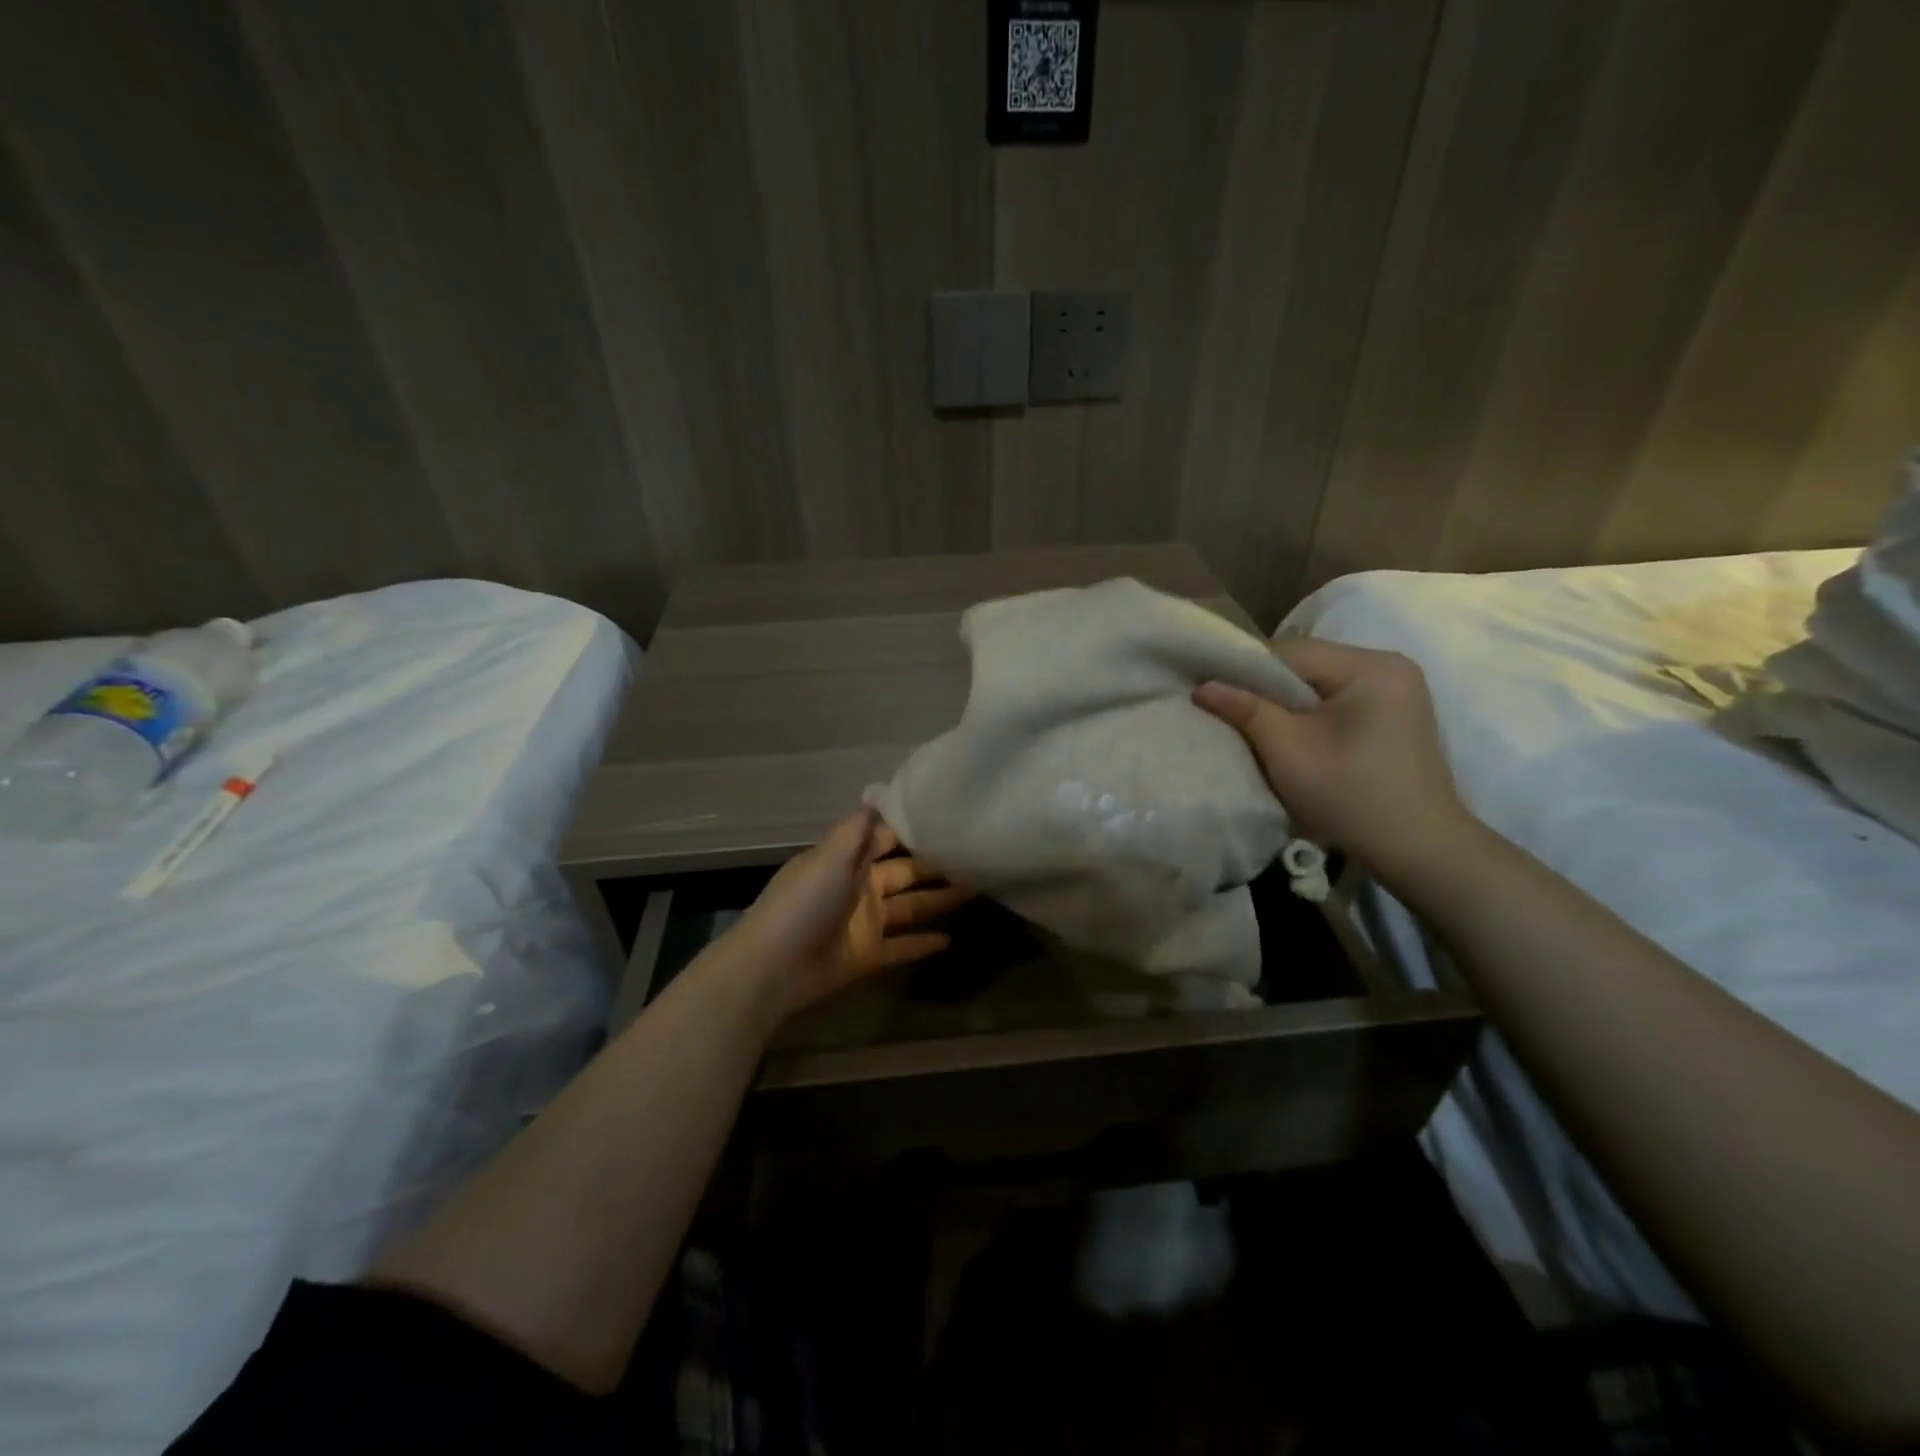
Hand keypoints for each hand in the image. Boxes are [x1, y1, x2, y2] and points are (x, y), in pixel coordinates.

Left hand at [723, 807, 971, 1025]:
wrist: (773, 968)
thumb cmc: (803, 903)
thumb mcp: (829, 856)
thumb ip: (857, 829)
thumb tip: (878, 792)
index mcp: (845, 860)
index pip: (885, 838)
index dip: (914, 830)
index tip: (949, 819)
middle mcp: (858, 887)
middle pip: (904, 872)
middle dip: (936, 865)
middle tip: (976, 857)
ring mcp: (864, 923)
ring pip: (909, 907)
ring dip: (939, 900)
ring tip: (977, 890)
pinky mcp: (868, 957)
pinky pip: (903, 947)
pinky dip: (924, 944)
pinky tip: (952, 939)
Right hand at [1194, 639, 1475, 883]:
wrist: (1420, 850)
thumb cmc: (1351, 796)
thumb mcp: (1288, 751)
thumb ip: (1246, 710)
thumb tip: (1202, 686)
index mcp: (1370, 666)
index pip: (1290, 653)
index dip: (1245, 671)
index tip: (1212, 694)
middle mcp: (1388, 666)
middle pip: (1306, 666)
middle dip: (1265, 688)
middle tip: (1228, 712)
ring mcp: (1396, 691)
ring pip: (1318, 684)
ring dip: (1285, 703)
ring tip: (1255, 727)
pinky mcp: (1394, 715)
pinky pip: (1336, 701)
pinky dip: (1308, 714)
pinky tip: (1292, 737)